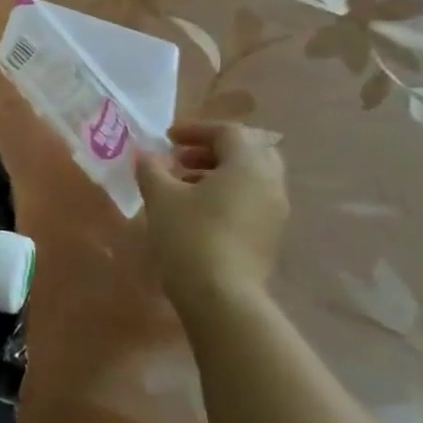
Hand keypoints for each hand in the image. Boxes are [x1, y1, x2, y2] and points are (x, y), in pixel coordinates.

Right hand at [134, 122, 287, 308]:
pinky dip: (228, 192)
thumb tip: (146, 155)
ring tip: (184, 183)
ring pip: (251, 176)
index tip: (167, 138)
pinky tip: (198, 209)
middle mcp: (270, 182)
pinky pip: (252, 198)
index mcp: (248, 166)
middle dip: (213, 149)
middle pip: (249, 151)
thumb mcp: (160, 196)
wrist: (220, 293)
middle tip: (181, 158)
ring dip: (219, 172)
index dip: (196, 129)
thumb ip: (152, 168)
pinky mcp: (270, 233)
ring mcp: (276, 210)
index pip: (228, 132)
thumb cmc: (189, 235)